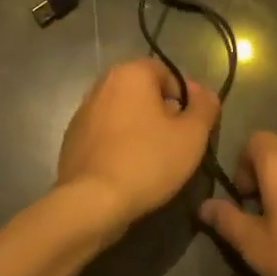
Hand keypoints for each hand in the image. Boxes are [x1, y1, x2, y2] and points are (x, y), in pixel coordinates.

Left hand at [57, 58, 219, 234]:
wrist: (92, 202)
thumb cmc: (148, 161)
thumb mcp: (192, 135)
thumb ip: (205, 107)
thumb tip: (205, 95)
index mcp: (130, 74)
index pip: (167, 74)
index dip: (186, 97)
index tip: (194, 125)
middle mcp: (102, 85)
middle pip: (144, 93)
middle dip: (163, 113)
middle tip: (178, 142)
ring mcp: (82, 113)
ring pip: (124, 114)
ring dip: (141, 129)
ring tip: (155, 159)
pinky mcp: (71, 140)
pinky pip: (106, 134)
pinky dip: (120, 144)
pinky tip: (130, 169)